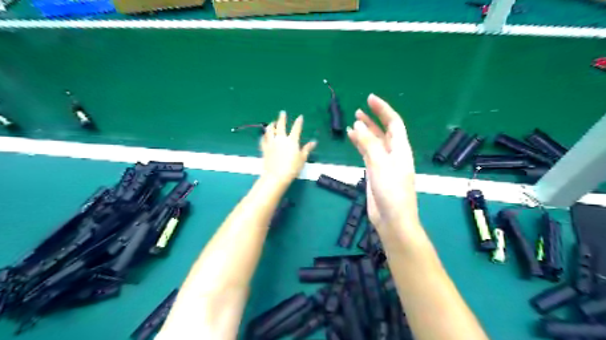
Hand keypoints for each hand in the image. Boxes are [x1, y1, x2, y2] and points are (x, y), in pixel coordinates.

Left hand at [261, 111, 316, 184]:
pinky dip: (264, 136)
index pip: (296, 128)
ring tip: (272, 122)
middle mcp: (281, 139)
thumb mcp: (302, 158)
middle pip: (281, 125)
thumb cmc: (292, 168)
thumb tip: (314, 142)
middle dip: (282, 118)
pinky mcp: (265, 148)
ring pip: (270, 130)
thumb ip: (307, 149)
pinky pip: (263, 140)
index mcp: (292, 141)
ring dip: (271, 125)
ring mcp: (272, 143)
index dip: (298, 122)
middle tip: (282, 113)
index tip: (300, 117)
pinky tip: (264, 135)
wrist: (277, 175)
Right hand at [349, 95, 419, 229]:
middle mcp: (393, 153)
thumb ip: (369, 144)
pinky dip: (360, 145)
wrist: (392, 219)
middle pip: (384, 131)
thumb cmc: (391, 191)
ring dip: (365, 132)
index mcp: (400, 149)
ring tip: (353, 121)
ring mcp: (383, 163)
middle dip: (373, 119)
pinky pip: (367, 153)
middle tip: (359, 109)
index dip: (383, 110)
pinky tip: (352, 139)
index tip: (370, 99)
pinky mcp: (374, 172)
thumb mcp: (380, 164)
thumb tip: (358, 125)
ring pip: (374, 142)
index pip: (394, 123)